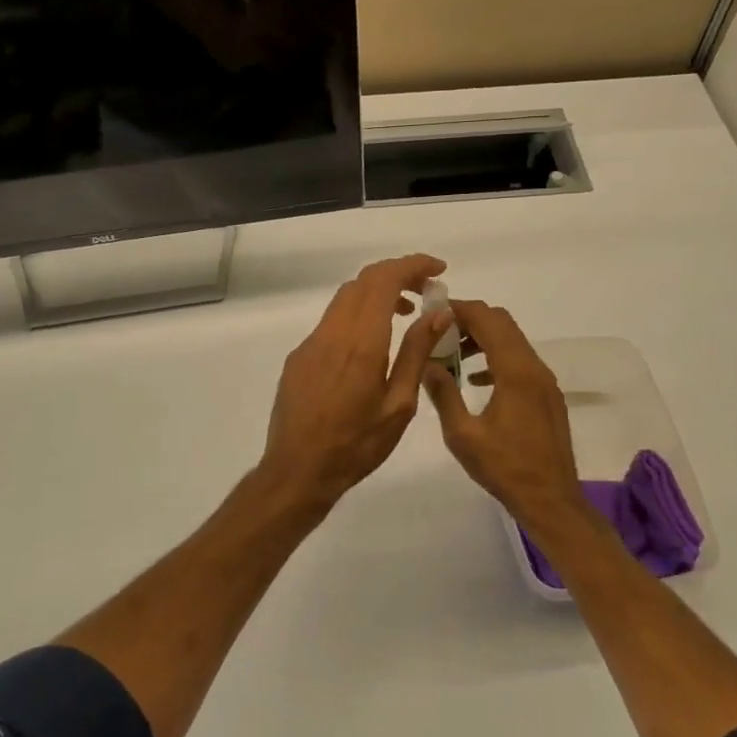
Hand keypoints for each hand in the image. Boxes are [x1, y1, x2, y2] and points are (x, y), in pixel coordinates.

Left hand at [258, 253, 448, 515]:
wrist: (298, 471)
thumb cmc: (357, 445)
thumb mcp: (399, 405)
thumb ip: (417, 353)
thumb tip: (438, 312)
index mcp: (361, 342)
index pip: (384, 280)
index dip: (412, 265)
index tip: (438, 270)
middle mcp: (332, 332)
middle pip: (364, 281)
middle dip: (398, 274)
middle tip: (426, 291)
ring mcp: (311, 343)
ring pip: (345, 298)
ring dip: (377, 293)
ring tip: (405, 314)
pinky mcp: (299, 357)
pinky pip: (332, 321)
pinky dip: (358, 315)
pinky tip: (372, 344)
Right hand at [422, 301, 585, 525]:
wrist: (551, 500)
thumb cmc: (505, 468)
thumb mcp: (463, 435)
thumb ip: (443, 394)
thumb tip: (426, 363)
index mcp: (515, 372)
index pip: (488, 320)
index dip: (460, 309)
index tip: (433, 312)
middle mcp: (534, 367)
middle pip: (503, 323)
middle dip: (470, 320)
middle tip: (439, 331)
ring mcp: (544, 381)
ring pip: (512, 341)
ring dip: (483, 339)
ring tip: (451, 355)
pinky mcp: (546, 395)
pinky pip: (519, 361)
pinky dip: (496, 358)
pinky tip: (474, 379)